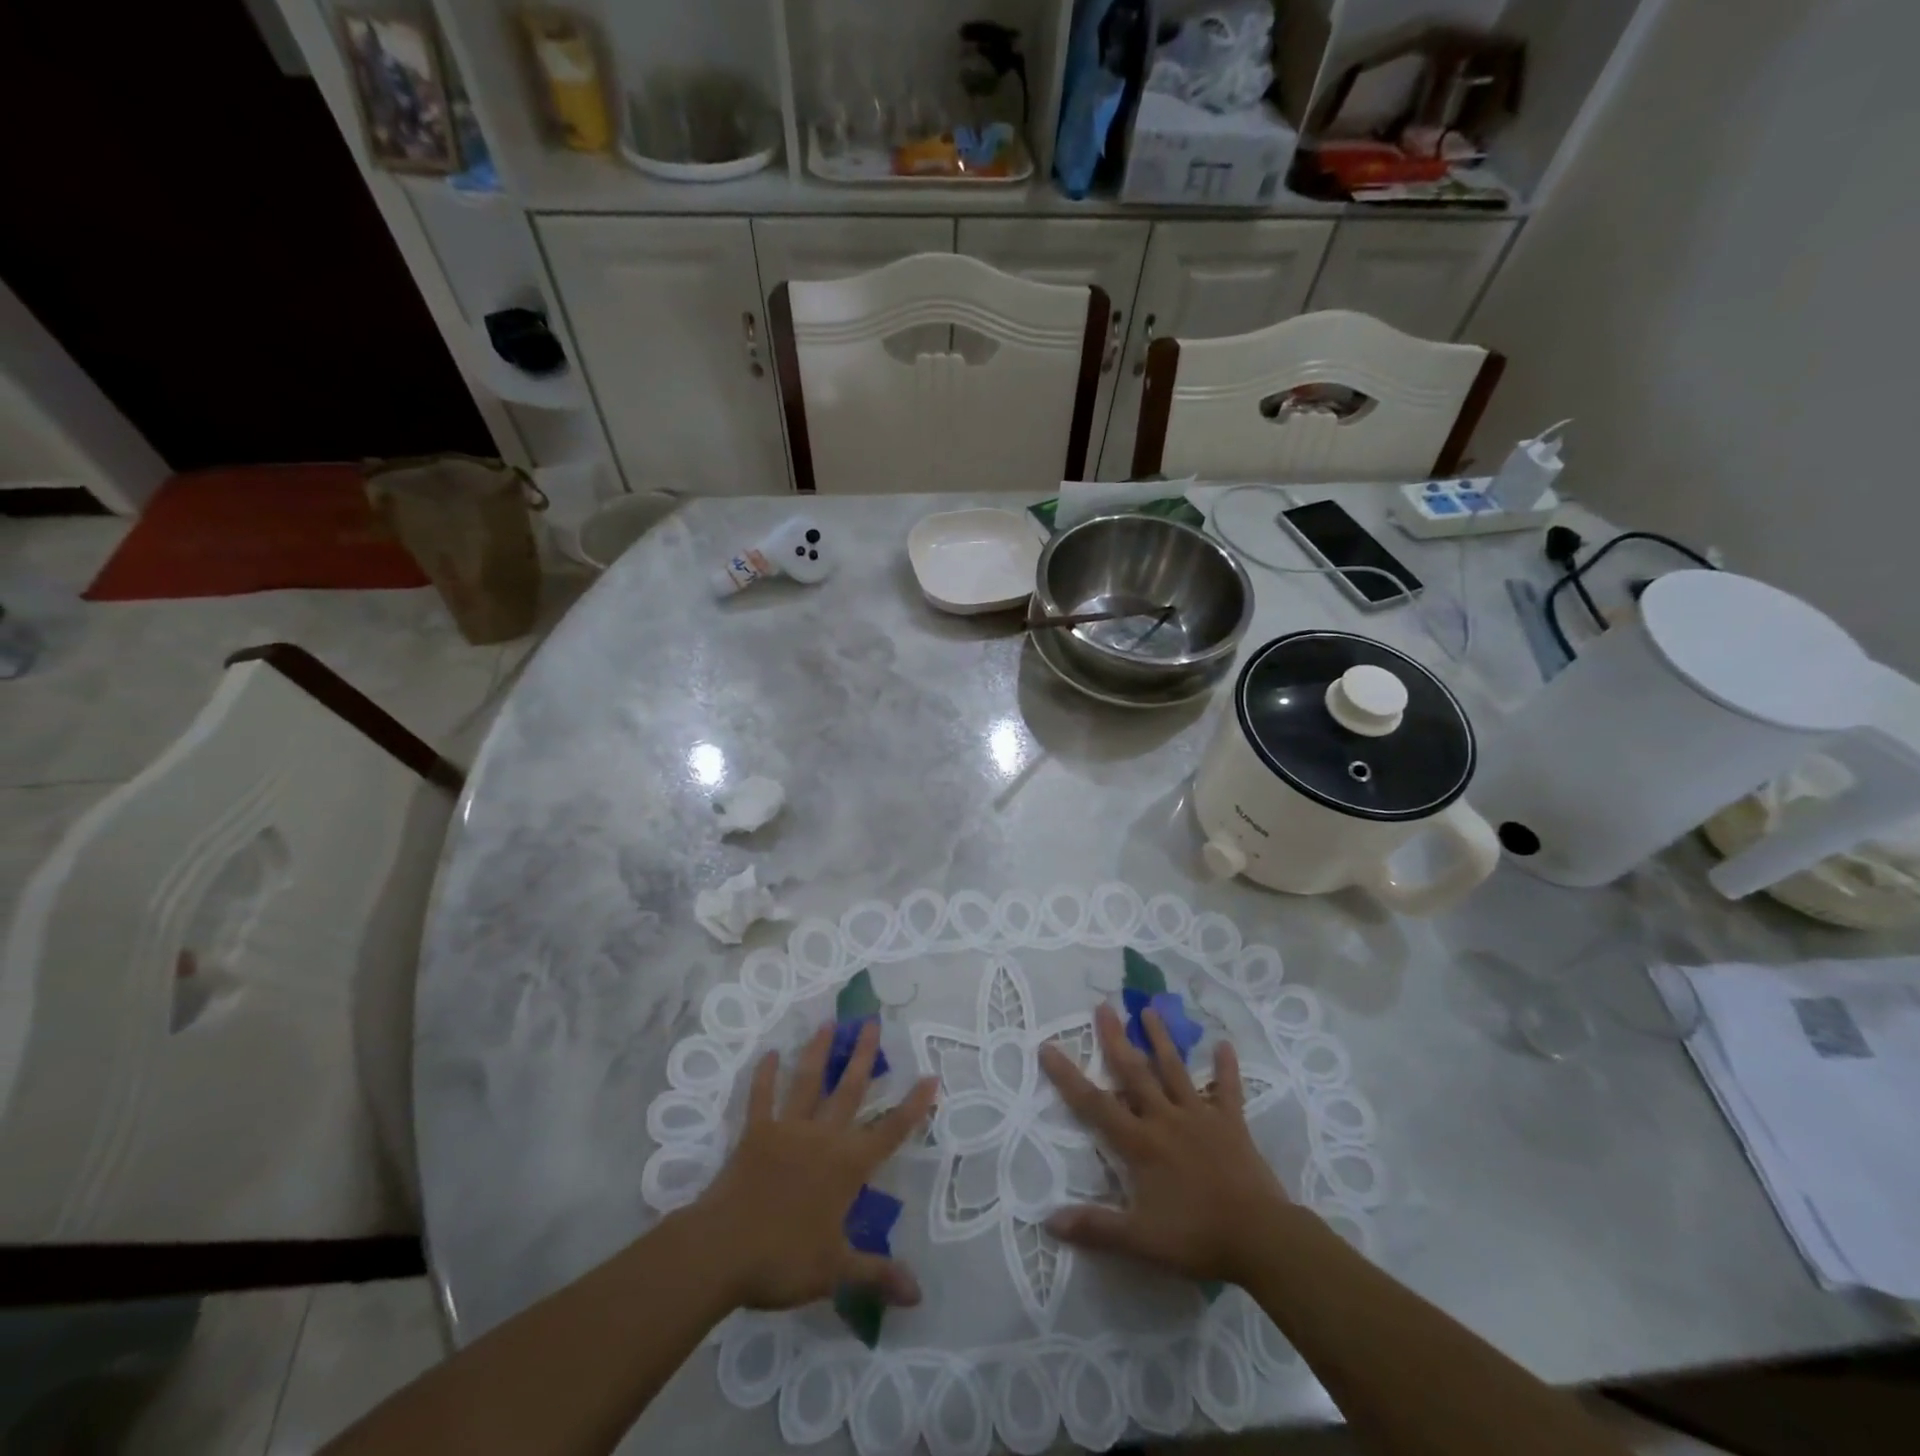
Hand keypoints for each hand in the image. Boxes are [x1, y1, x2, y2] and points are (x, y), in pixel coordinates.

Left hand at [696, 1020, 935, 1311]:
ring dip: (819, 1052)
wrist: (723, 1250)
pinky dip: (764, 1076)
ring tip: (830, 1022)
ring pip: (808, 1082)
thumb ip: (877, 1274)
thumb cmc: (783, 1260)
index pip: (890, 1131)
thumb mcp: (836, 1270)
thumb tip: (918, 1295)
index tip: (930, 1076)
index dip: (912, 1106)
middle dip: (864, 1056)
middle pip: (850, 1090)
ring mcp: (788, 1130)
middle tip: (873, 1021)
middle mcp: (823, 1137)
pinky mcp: (755, 1133)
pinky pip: (761, 1098)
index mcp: (847, 1166)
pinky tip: (769, 1054)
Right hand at [1039, 1002, 1291, 1285]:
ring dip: (1161, 1038)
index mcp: (1140, 1142)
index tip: (1048, 1047)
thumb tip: (1049, 1221)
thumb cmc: (1197, 1237)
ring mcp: (1200, 1115)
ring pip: (1175, 1069)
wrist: (1260, 1237)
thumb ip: (1096, 1228)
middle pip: (1134, 1072)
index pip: (1094, 1104)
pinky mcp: (1231, 1122)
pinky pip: (1228, 1089)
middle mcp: (1165, 1118)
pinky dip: (1226, 1067)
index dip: (1068, 1076)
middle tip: (1103, 1006)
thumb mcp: (1140, 1240)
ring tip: (1149, 1009)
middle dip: (1116, 1038)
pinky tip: (1225, 1044)